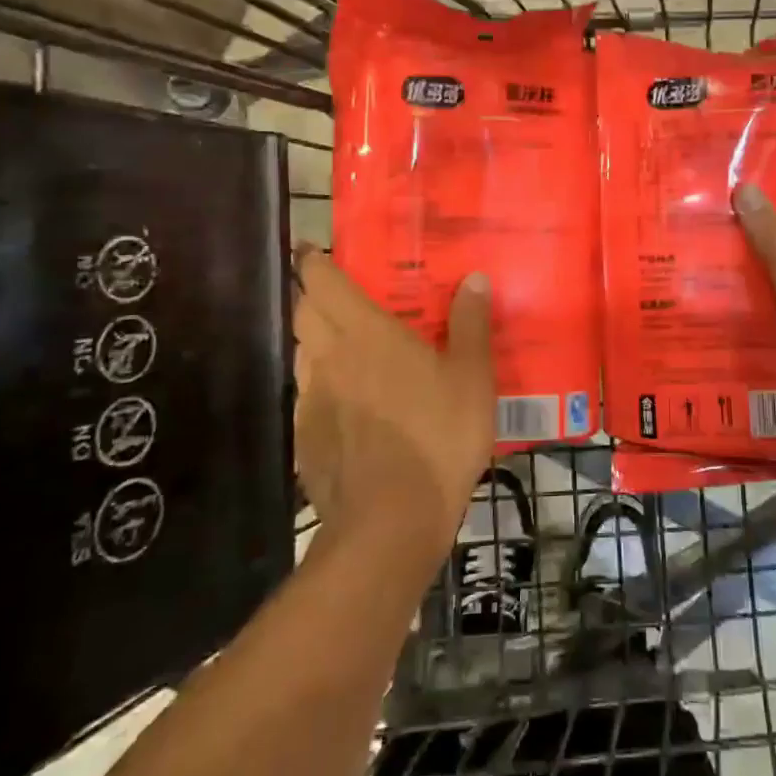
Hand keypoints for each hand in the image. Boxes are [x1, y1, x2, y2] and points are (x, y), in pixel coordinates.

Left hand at [293, 248, 494, 553]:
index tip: (313, 251)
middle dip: (314, 297)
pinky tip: (351, 405)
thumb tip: (473, 279)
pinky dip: (322, 386)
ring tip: (348, 348)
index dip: (314, 262)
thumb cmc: (437, 437)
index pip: (322, 282)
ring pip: (302, 354)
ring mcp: (310, 400)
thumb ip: (470, 324)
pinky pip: (308, 396)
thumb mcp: (472, 378)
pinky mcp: (305, 439)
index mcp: (365, 333)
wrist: (390, 523)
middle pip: (303, 313)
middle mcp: (328, 358)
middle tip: (342, 297)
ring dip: (316, 341)